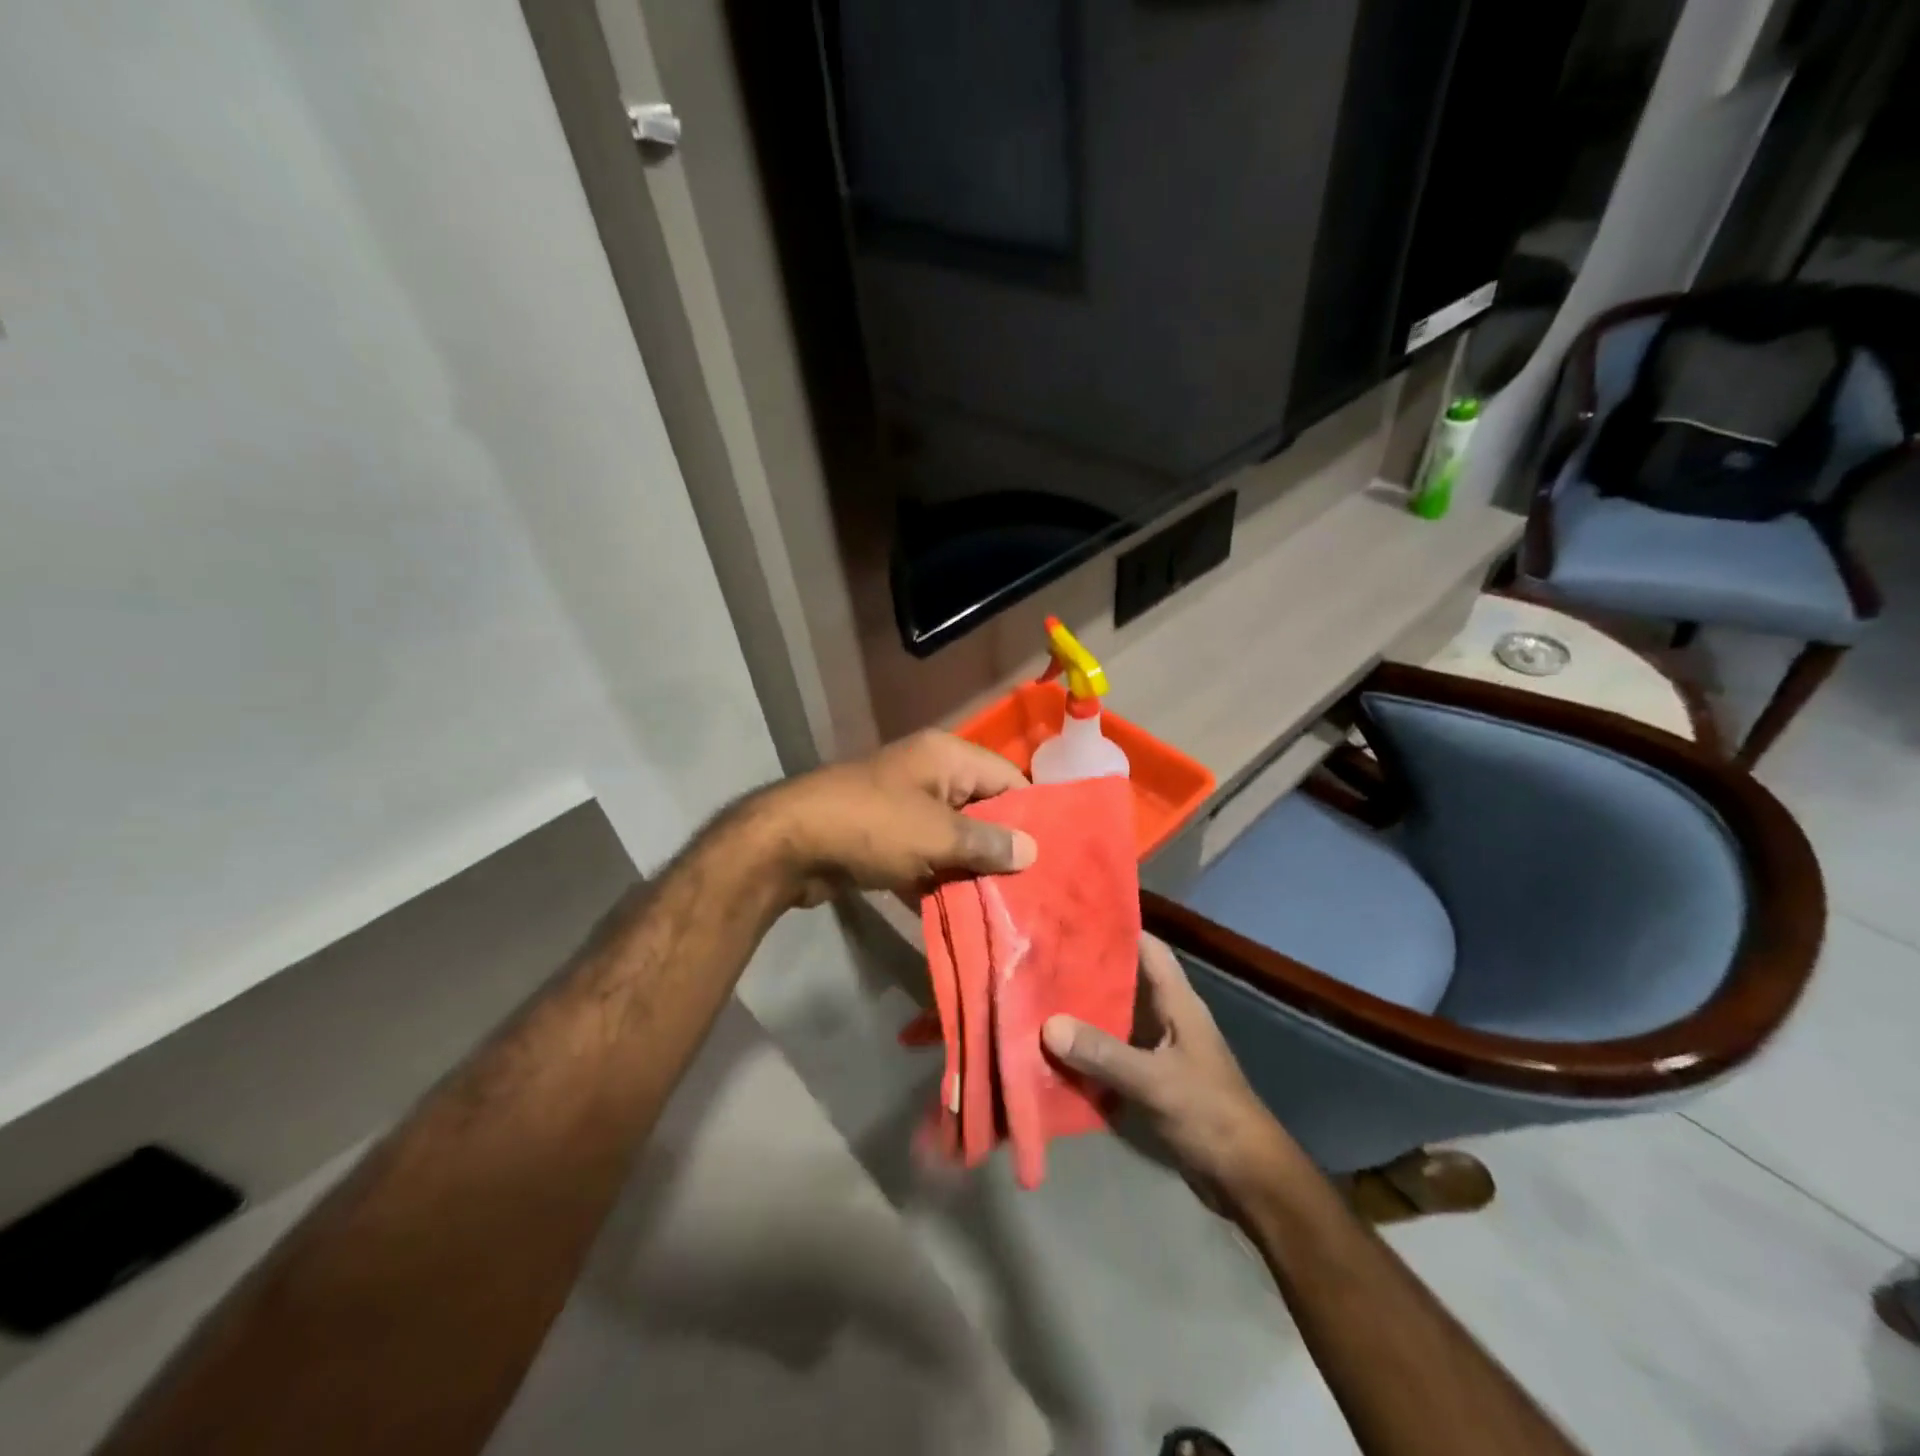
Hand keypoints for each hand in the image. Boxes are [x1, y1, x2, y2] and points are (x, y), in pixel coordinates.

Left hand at [757, 731, 1037, 905]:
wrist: (788, 844)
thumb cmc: (872, 827)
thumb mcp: (938, 835)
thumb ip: (988, 843)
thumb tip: (1032, 851)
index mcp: (947, 757)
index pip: (1009, 778)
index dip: (1032, 814)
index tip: (1055, 855)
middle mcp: (929, 774)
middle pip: (982, 809)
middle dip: (1003, 847)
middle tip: (1036, 888)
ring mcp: (904, 806)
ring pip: (953, 837)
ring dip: (971, 869)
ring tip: (1008, 905)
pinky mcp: (884, 837)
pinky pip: (925, 855)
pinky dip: (938, 878)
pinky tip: (962, 910)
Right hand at [1042, 934, 1300, 1208]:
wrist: (1245, 1178)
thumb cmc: (1209, 1114)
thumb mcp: (1154, 1081)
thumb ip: (1103, 1053)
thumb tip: (1048, 1025)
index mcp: (1178, 1002)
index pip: (1148, 948)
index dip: (1116, 929)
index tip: (1073, 918)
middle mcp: (1167, 1018)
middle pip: (1125, 981)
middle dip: (1087, 970)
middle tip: (1040, 958)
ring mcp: (1160, 1049)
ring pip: (1115, 1017)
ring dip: (1084, 1011)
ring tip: (1038, 997)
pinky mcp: (1152, 1079)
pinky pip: (1113, 1052)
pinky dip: (1088, 1049)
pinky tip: (1055, 1050)